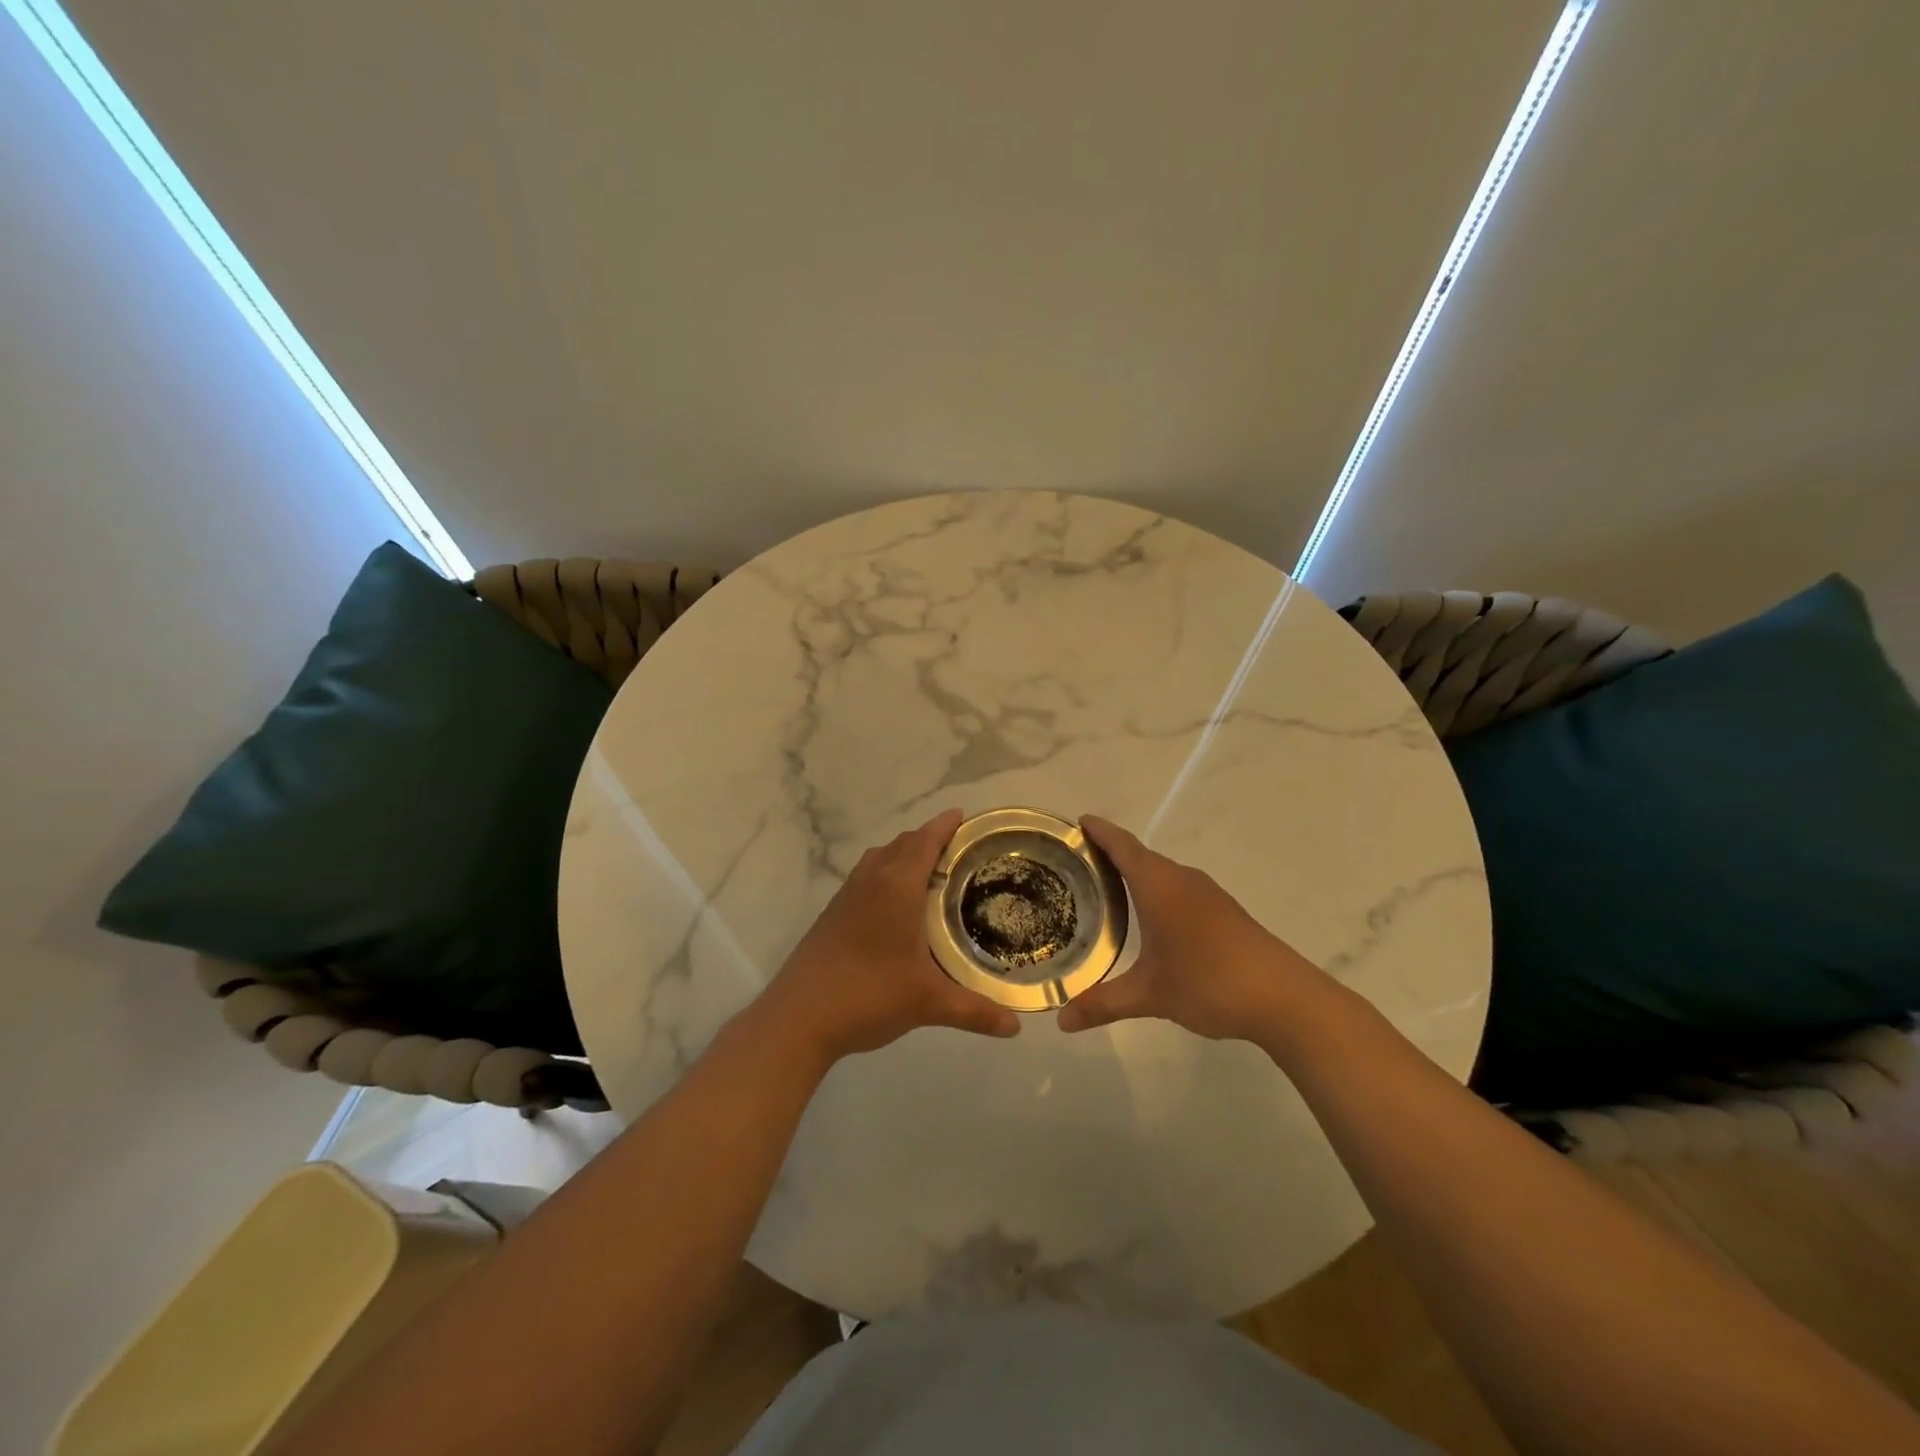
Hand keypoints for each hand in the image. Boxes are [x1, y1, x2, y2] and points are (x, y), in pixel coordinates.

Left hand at [751, 809, 1021, 1066]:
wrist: (798, 1017)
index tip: (964, 816)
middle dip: (928, 838)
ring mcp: (846, 896)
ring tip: (930, 871)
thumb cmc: (868, 995)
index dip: (944, 826)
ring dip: (903, 854)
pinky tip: (895, 905)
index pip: (924, 841)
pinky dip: (885, 874)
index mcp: (896, 887)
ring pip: (879, 859)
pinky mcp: (832, 914)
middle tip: (959, 850)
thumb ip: (974, 1010)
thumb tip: (1015, 1027)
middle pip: (901, 844)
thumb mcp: (928, 1003)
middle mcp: (870, 881)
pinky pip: (865, 877)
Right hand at [1057, 816, 1330, 1042]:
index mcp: (1159, 885)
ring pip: (1162, 873)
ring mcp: (1207, 894)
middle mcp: (1182, 879)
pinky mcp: (1223, 911)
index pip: (1122, 845)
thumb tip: (1062, 1021)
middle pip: (1140, 855)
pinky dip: (1156, 891)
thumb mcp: (1150, 995)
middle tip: (1076, 863)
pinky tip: (1149, 917)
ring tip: (1105, 888)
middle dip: (1110, 853)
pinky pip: (1179, 888)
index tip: (1077, 820)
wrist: (1284, 998)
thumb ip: (1103, 1004)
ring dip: (1135, 873)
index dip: (1099, 831)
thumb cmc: (1209, 982)